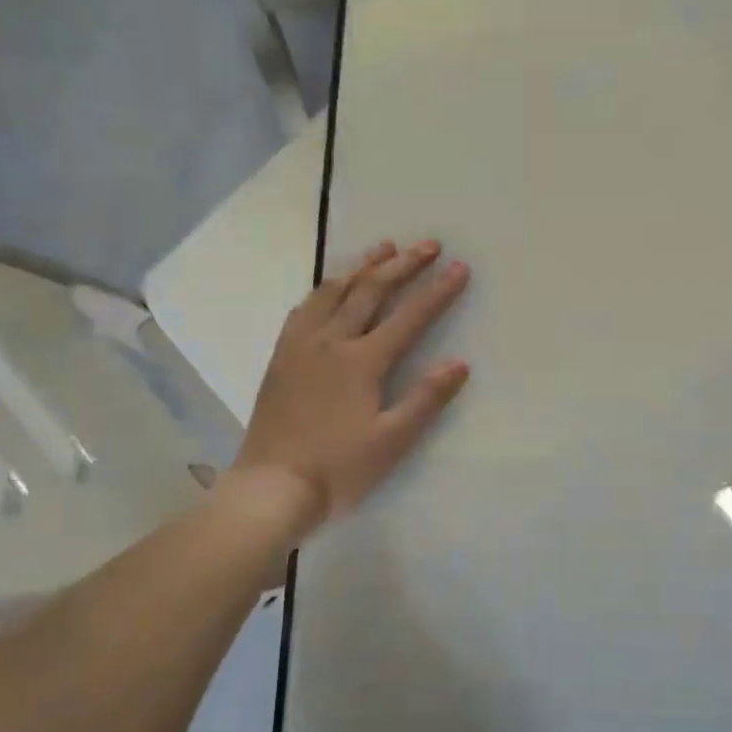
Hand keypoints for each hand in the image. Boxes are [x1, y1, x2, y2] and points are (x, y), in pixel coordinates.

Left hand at [231, 240, 469, 534]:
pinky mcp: (281, 357)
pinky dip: (324, 289)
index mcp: (362, 362)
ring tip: (383, 248)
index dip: (438, 291)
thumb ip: (425, 399)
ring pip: (333, 292)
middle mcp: (331, 342)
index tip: (459, 267)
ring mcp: (301, 346)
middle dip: (402, 265)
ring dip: (362, 267)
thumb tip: (459, 363)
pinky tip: (330, 286)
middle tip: (428, 244)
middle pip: (371, 292)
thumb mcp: (391, 441)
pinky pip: (304, 309)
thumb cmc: (338, 469)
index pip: (409, 317)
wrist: (271, 487)